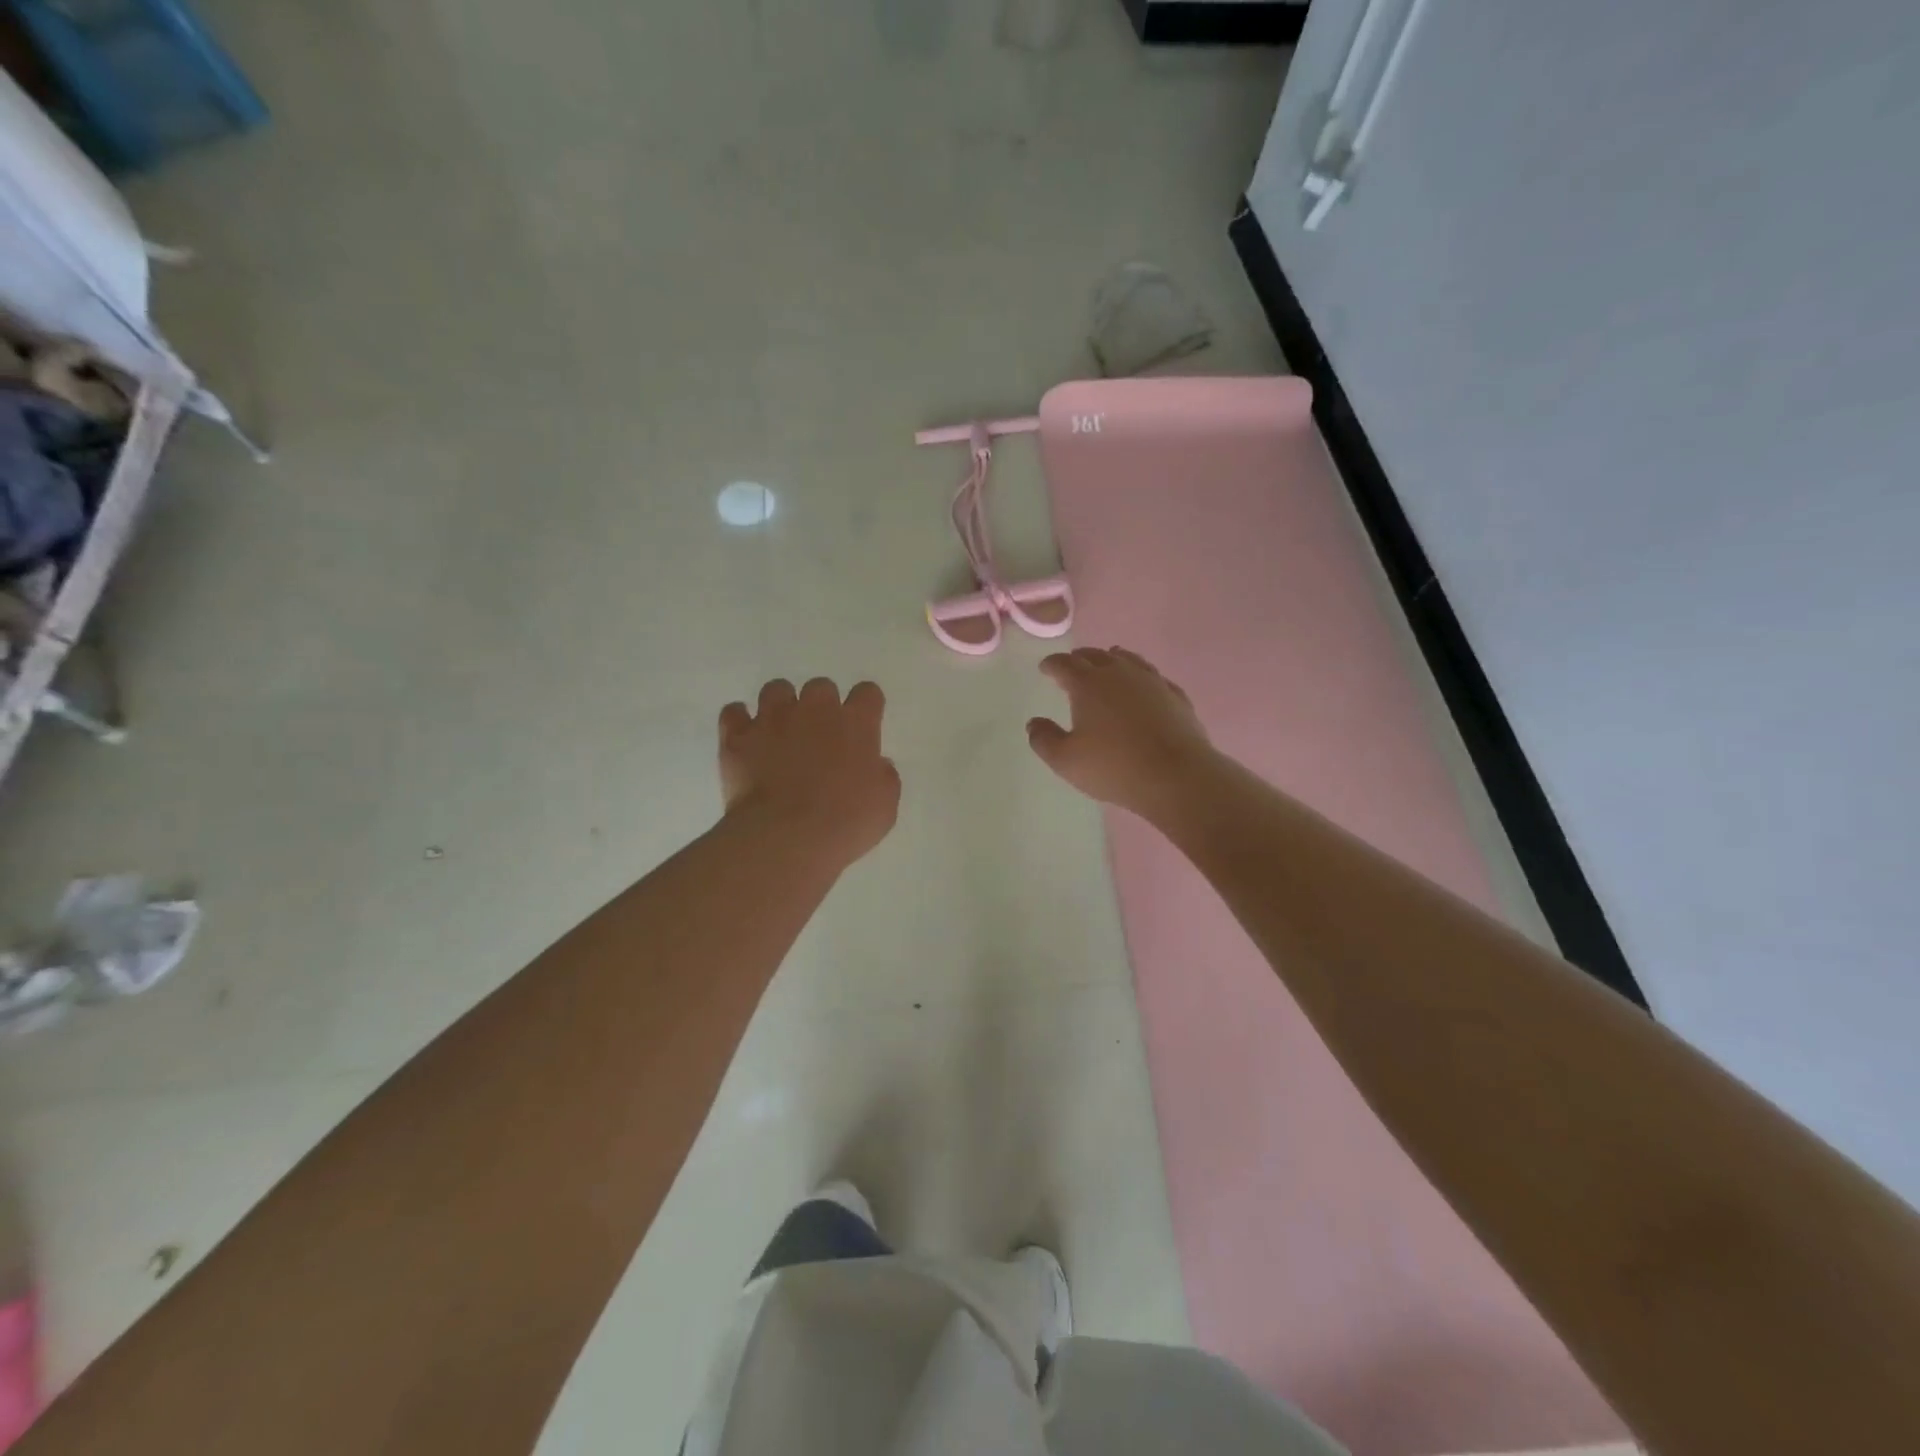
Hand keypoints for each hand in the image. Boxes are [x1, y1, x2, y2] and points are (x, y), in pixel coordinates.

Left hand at [719, 678, 900, 870]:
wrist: (787, 837)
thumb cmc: (846, 823)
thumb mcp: (885, 805)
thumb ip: (883, 777)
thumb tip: (877, 765)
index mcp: (856, 723)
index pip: (868, 693)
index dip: (866, 707)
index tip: (863, 725)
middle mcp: (815, 710)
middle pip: (821, 686)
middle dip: (821, 706)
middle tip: (819, 736)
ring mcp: (772, 719)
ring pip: (776, 689)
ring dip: (781, 706)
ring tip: (780, 732)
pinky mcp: (737, 737)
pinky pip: (733, 712)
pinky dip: (739, 722)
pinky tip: (745, 739)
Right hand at [1028, 647, 1215, 822]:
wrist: (1176, 775)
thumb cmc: (1114, 767)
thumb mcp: (1065, 761)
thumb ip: (1044, 739)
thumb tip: (1034, 723)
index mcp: (1088, 684)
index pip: (1064, 664)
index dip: (1051, 664)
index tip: (1045, 668)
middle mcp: (1119, 673)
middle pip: (1095, 655)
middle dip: (1079, 658)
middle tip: (1072, 665)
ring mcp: (1151, 681)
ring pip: (1128, 659)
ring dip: (1112, 659)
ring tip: (1107, 662)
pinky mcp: (1175, 696)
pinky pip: (1153, 677)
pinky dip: (1141, 677)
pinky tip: (1143, 686)